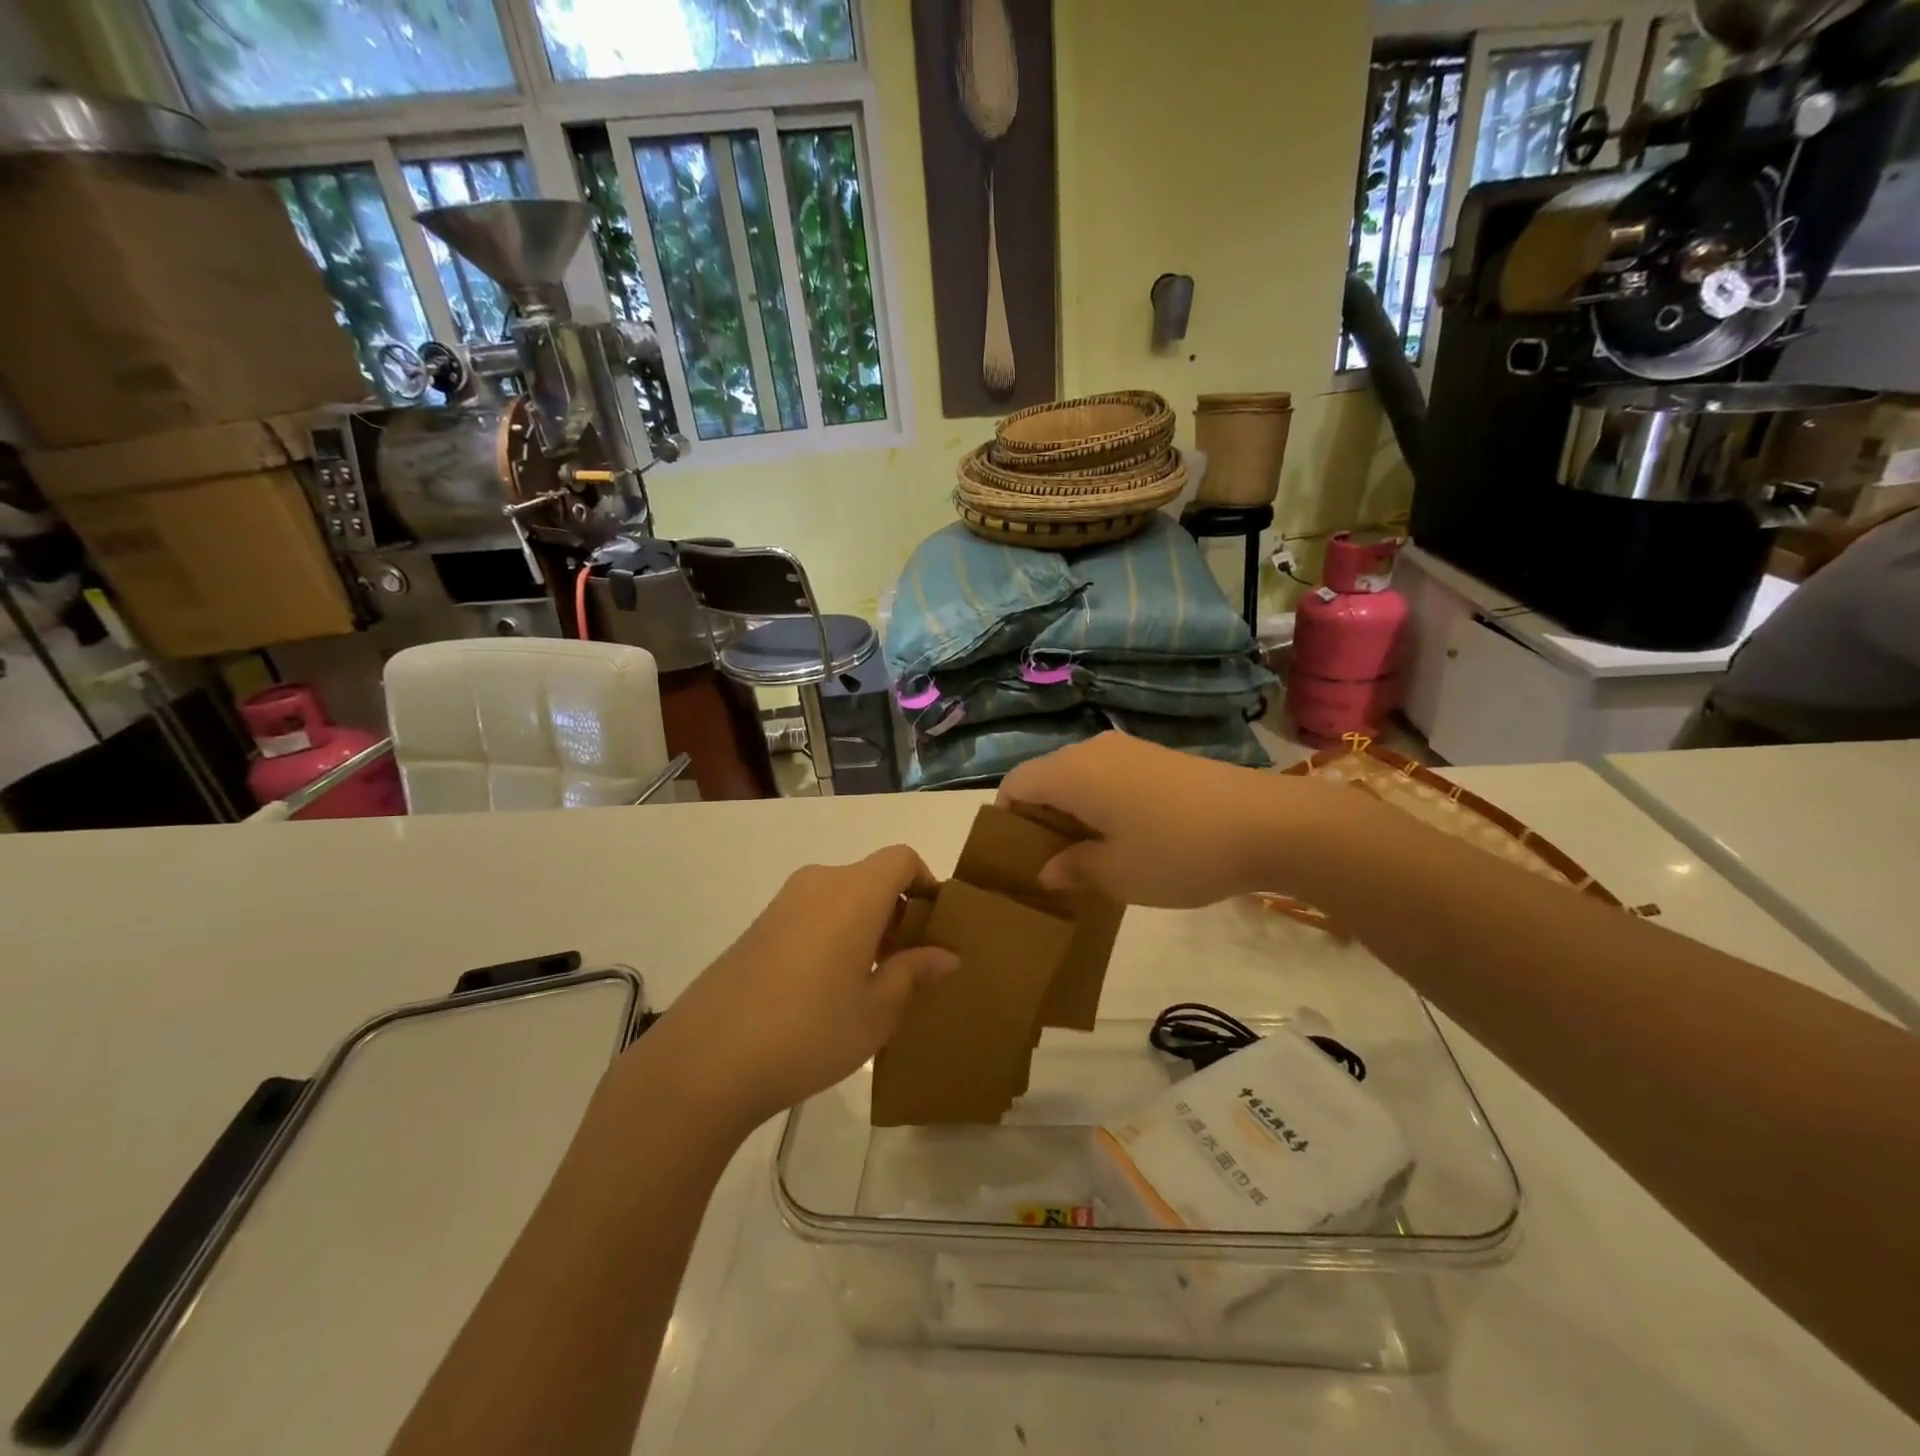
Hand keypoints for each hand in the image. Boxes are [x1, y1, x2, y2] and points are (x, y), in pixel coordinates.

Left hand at [640, 847, 958, 1130]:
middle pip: (871, 877)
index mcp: (854, 893)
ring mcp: (782, 904)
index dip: (926, 882)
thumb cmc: (809, 1031)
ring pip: (841, 897)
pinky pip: (812, 914)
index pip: (901, 859)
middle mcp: (818, 884)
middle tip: (909, 964)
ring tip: (871, 982)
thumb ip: (913, 973)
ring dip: (865, 925)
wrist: (705, 1061)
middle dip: (898, 911)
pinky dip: (834, 934)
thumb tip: (945, 955)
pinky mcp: (757, 927)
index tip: (935, 926)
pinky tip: (827, 989)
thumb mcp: (876, 1011)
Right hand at [997, 732, 1345, 907]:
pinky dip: (1104, 804)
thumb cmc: (1177, 851)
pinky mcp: (1160, 757)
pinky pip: (1111, 777)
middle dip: (1041, 819)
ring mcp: (1130, 750)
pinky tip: (1129, 838)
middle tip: (1053, 865)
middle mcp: (1093, 750)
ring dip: (1075, 813)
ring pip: (1080, 777)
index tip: (1018, 858)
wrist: (1268, 823)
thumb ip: (1074, 869)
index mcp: (1072, 773)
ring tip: (1091, 856)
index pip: (1015, 785)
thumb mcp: (1118, 874)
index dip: (1006, 820)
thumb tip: (1048, 870)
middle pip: (1047, 778)